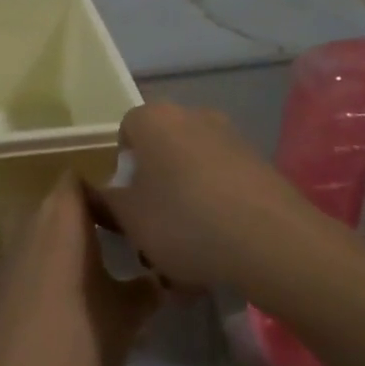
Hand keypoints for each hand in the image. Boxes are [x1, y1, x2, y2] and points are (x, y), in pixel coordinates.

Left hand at [0, 176, 159, 365]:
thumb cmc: (76, 344)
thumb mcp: (126, 317)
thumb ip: (147, 289)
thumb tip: (163, 279)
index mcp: (61, 216)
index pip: (80, 180)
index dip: (105, 194)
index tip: (132, 222)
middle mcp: (29, 223)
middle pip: (61, 205)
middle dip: (92, 221)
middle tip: (126, 249)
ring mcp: (6, 252)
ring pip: (44, 233)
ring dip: (70, 247)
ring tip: (103, 278)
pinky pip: (28, 260)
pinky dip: (49, 270)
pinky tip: (70, 306)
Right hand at [85, 102, 309, 290]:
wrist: (271, 240)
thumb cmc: (184, 221)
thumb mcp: (129, 219)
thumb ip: (105, 202)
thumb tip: (93, 191)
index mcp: (153, 119)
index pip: (125, 132)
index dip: (122, 170)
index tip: (128, 205)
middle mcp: (192, 115)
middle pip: (161, 150)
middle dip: (155, 186)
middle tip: (154, 229)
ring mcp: (230, 136)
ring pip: (193, 169)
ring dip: (186, 200)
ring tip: (188, 250)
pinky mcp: (258, 162)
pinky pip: (223, 182)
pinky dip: (216, 207)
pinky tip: (220, 246)